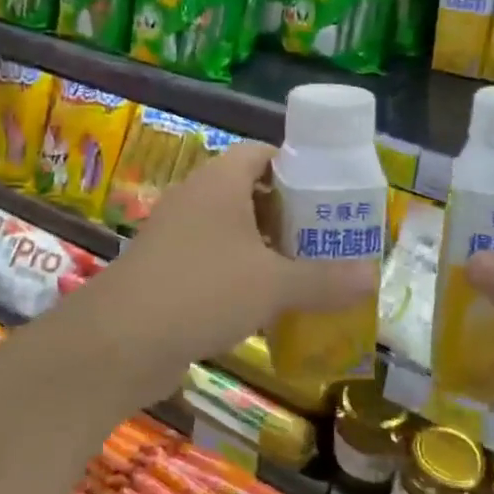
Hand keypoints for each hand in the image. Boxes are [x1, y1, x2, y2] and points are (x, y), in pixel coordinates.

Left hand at [65, 142, 376, 405]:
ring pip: (231, 230)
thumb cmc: (203, 291)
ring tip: (305, 271)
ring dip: (265, 247)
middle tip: (326, 237)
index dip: (296, 166)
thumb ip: (325, 279)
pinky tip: (265, 304)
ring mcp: (176, 235)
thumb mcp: (273, 285)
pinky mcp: (166, 271)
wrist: (120, 340)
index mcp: (220, 182)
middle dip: (288, 213)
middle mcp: (195, 199)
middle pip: (249, 191)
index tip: (329, 193)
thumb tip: (374, 276)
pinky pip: (213, 260)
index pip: (262, 152)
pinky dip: (240, 274)